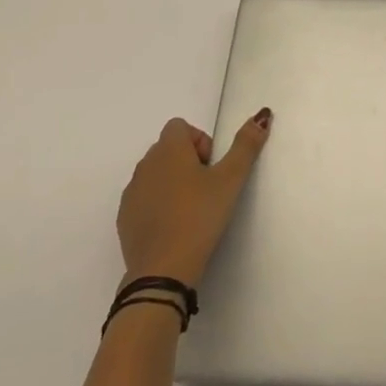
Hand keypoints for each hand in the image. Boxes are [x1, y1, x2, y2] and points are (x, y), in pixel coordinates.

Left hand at [116, 110, 271, 287]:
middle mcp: (145, 165)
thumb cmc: (199, 217)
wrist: (162, 270)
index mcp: (168, 150)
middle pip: (168, 148)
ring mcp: (132, 192)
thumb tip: (261, 115)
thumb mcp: (231, 179)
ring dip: (173, 182)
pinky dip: (158, 204)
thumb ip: (246, 145)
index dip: (200, 141)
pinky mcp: (124, 218)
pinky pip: (144, 198)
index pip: (180, 126)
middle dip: (189, 161)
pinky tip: (174, 226)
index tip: (211, 167)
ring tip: (192, 209)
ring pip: (155, 174)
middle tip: (207, 188)